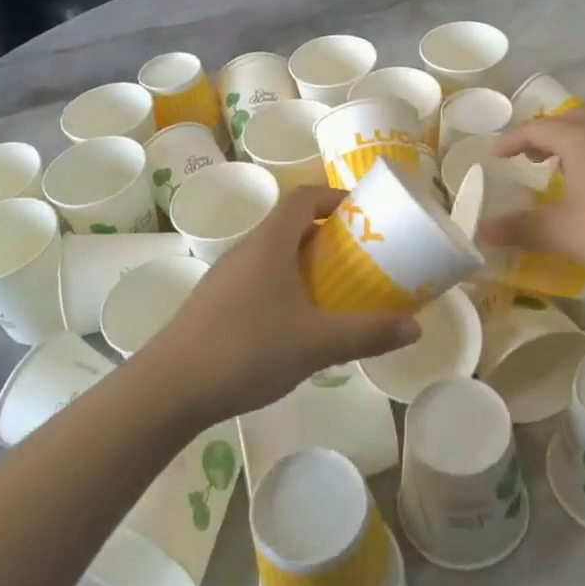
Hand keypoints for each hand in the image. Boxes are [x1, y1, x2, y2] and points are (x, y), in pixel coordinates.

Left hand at [141, 187, 420, 421]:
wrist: (169, 388)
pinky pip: (260, 277)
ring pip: (274, 253)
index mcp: (270, 242)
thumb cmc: (246, 349)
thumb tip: (416, 328)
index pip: (304, 197)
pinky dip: (286, 284)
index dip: (335, 197)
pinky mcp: (217, 302)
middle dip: (329, 233)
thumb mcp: (317, 343)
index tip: (365, 214)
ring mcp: (227, 276)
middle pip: (291, 223)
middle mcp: (247, 249)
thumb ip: (367, 334)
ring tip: (337, 289)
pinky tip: (298, 322)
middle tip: (362, 256)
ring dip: (307, 261)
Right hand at [481, 110, 584, 290]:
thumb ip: (519, 228)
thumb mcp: (561, 232)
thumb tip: (482, 231)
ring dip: (571, 141)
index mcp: (579, 137)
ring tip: (560, 166)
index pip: (535, 129)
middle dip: (543, 136)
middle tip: (528, 157)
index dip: (511, 141)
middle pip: (567, 120)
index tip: (494, 155)